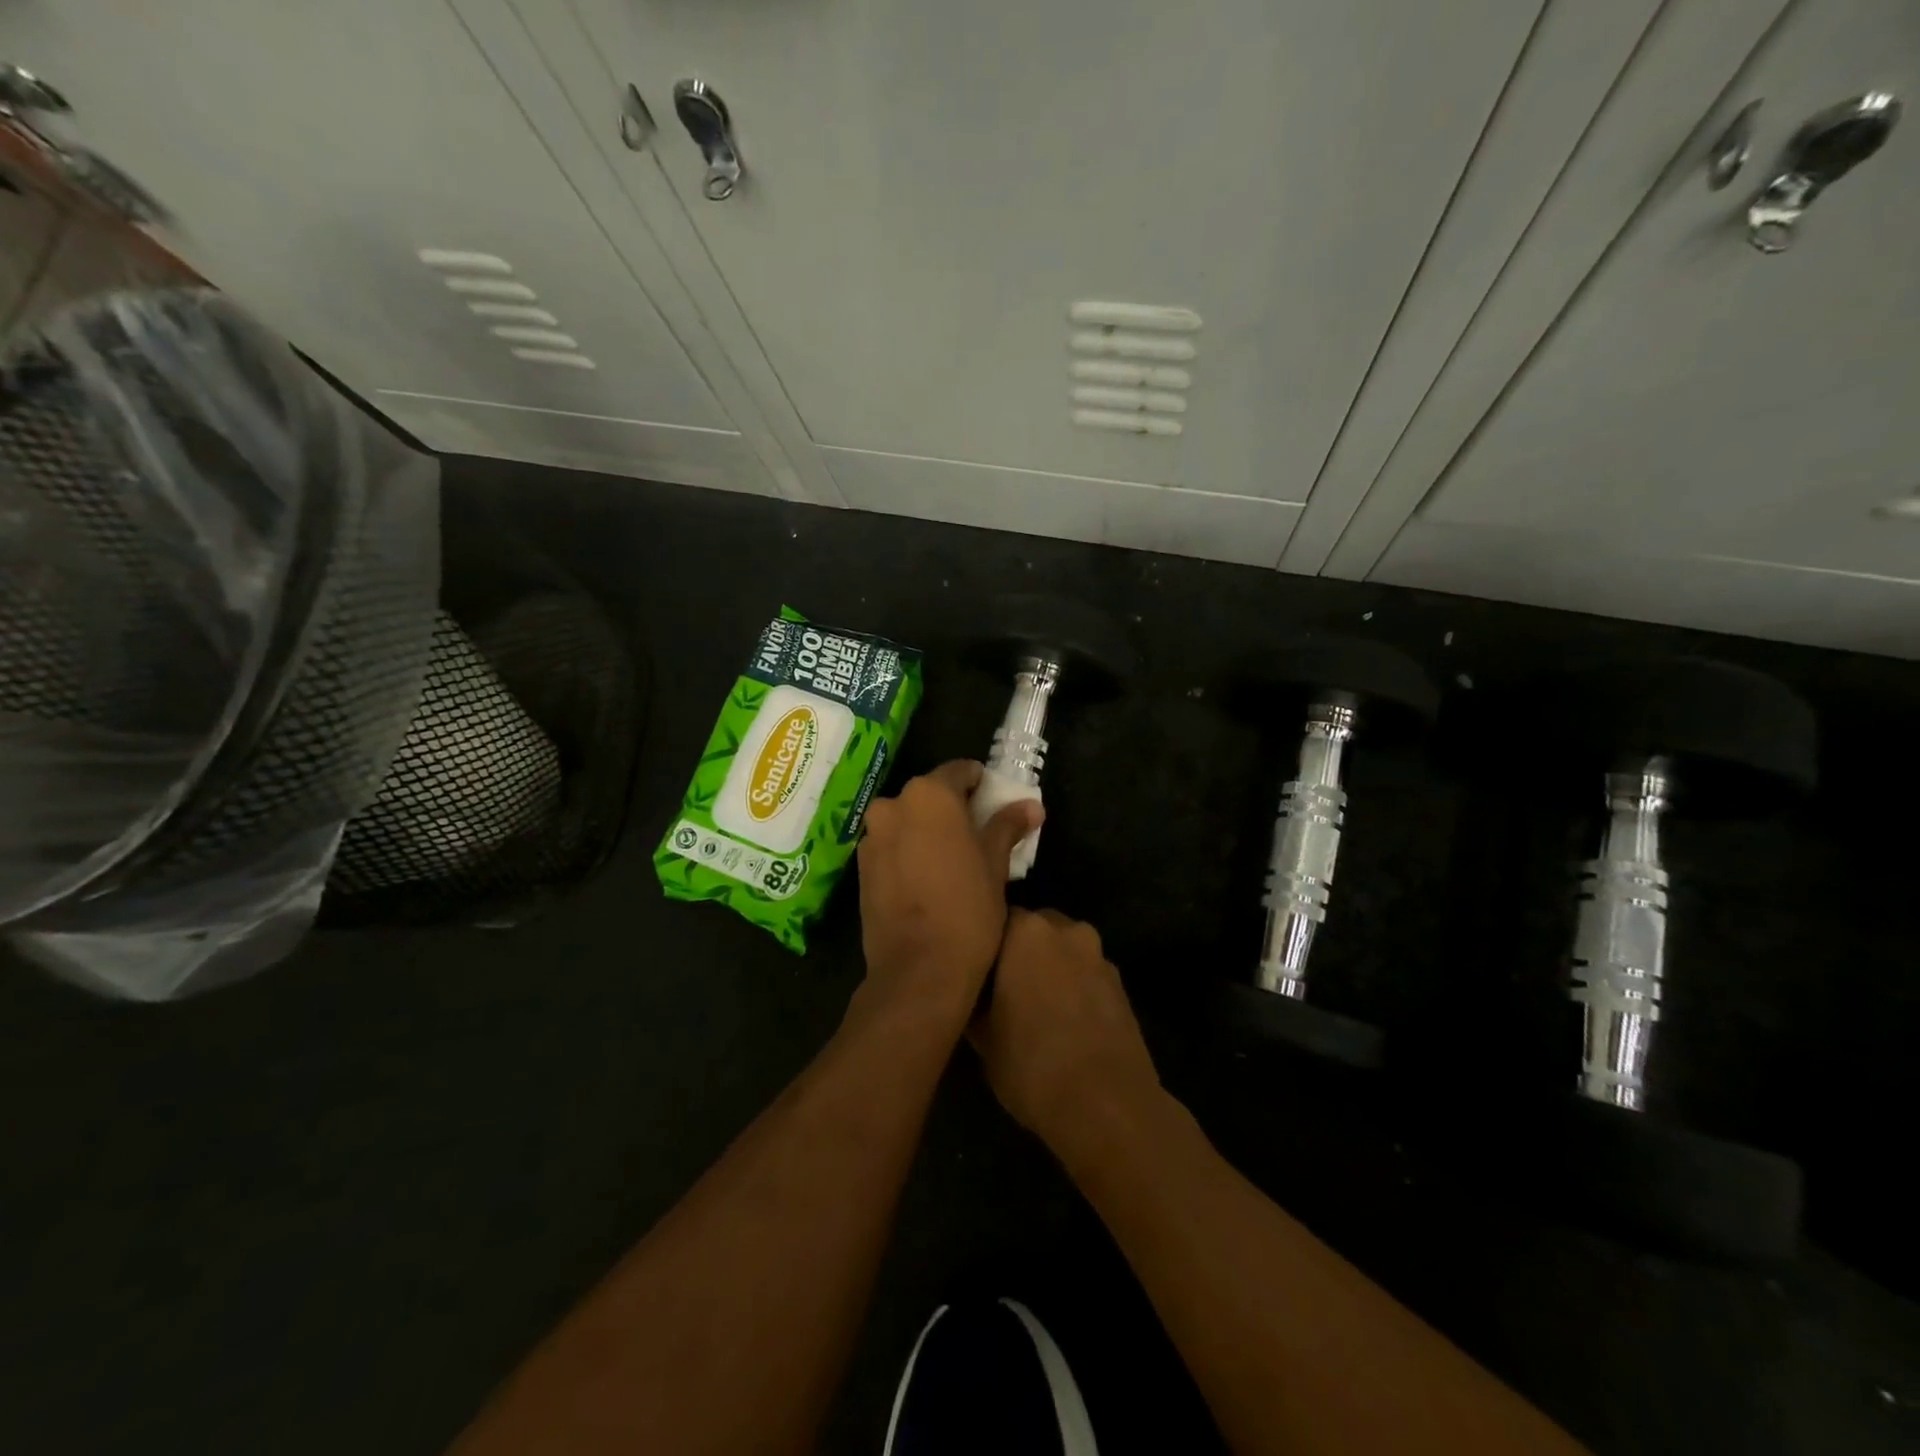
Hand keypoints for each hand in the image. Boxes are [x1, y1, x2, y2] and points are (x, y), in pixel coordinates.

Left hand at [856, 761, 1042, 1021]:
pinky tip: (926, 878)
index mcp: (929, 795)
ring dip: (928, 829)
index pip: (959, 771)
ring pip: (907, 819)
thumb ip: (1007, 826)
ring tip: (952, 859)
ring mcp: (872, 836)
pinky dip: (908, 849)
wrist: (918, 969)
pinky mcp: (861, 866)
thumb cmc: (967, 909)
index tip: (995, 802)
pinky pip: (891, 844)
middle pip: (930, 794)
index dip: (980, 784)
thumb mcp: (995, 865)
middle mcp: (893, 805)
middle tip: (978, 834)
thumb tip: (1031, 806)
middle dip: (953, 807)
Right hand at [971, 909, 1163, 1162]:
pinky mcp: (1121, 986)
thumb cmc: (1031, 1064)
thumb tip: (972, 993)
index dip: (984, 946)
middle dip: (1019, 952)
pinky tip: (1064, 1024)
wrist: (1107, 1106)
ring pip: (1063, 952)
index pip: (996, 919)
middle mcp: (1066, 930)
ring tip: (1033, 1009)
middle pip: (1034, 930)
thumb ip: (974, 1000)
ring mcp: (1099, 956)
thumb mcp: (981, 1037)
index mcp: (1026, 930)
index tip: (974, 972)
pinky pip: (1086, 976)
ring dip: (1050, 970)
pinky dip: (1074, 989)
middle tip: (1001, 989)